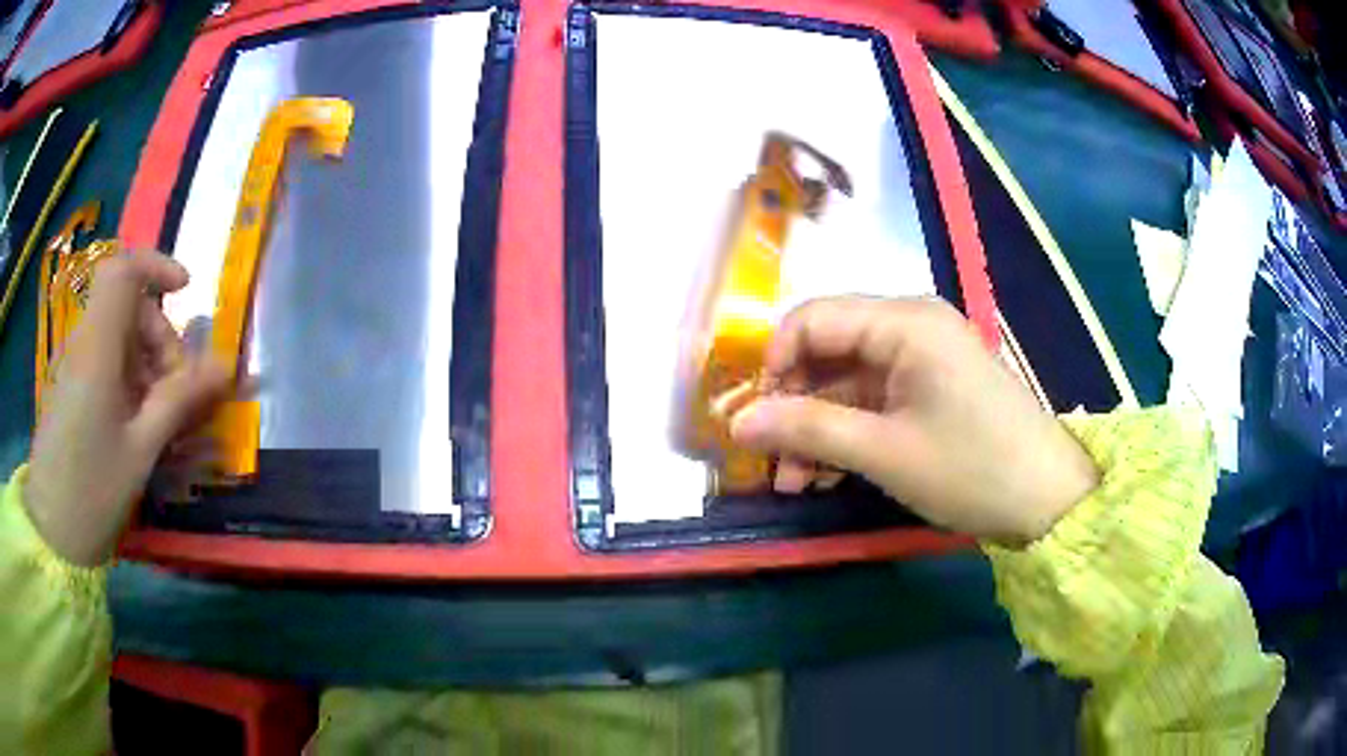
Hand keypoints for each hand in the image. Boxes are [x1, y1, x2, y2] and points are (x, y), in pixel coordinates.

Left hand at [24, 250, 229, 566]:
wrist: (52, 532)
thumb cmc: (92, 491)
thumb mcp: (140, 449)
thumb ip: (179, 400)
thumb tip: (227, 366)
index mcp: (97, 348)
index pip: (123, 271)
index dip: (156, 265)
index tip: (186, 289)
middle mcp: (84, 344)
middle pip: (128, 308)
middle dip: (161, 336)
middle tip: (177, 391)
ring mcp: (75, 367)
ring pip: (119, 338)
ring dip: (148, 363)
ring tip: (162, 417)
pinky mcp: (72, 389)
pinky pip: (107, 363)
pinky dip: (131, 381)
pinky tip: (139, 424)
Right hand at [730, 296, 1097, 545]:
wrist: (1046, 500)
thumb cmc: (969, 468)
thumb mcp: (883, 451)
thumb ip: (806, 429)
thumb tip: (738, 423)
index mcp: (904, 321)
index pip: (812, 318)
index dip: (774, 364)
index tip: (754, 418)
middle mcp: (911, 325)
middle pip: (827, 351)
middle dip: (793, 406)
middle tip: (770, 461)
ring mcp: (922, 358)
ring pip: (846, 382)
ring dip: (815, 428)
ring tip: (794, 482)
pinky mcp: (930, 388)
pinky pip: (872, 400)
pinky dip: (846, 434)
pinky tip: (825, 474)